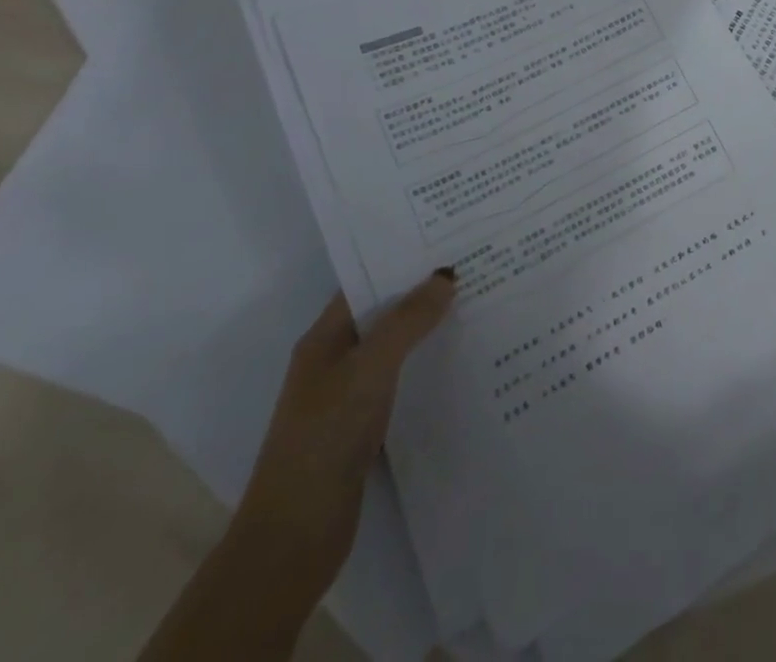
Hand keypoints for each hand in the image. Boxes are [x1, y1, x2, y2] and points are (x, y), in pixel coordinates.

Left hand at [234, 272, 455, 597]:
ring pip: (397, 348)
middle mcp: (335, 360)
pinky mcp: (365, 428)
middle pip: (385, 313)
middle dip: (424, 292)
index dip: (403, 260)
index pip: (367, 283)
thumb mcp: (369, 368)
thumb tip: (446, 275)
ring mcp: (349, 396)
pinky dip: (428, 367)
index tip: (449, 239)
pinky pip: (403, 381)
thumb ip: (408, 320)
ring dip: (430, 330)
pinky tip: (463, 362)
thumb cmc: (326, 437)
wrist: (294, 537)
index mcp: (325, 338)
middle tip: (476, 266)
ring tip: (480, 304)